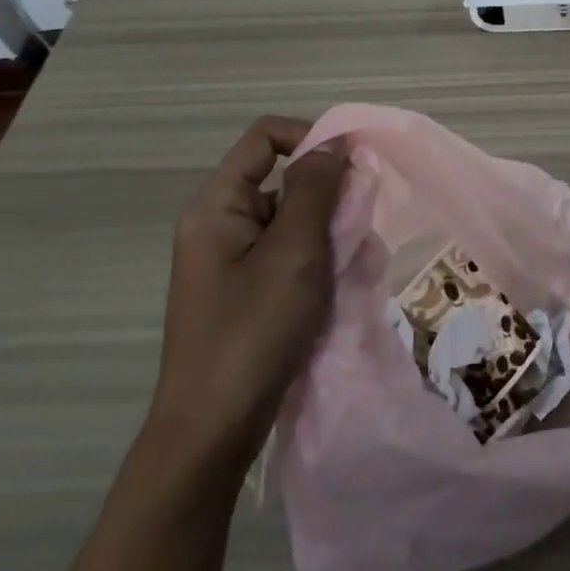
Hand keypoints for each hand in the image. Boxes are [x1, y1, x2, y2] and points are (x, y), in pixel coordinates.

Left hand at [147, 115, 348, 473]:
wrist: (211, 433)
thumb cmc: (253, 332)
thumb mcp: (293, 252)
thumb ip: (315, 188)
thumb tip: (333, 143)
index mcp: (218, 205)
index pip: (267, 137)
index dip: (312, 137)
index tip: (355, 166)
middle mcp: (221, 225)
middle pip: (284, 179)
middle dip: (330, 196)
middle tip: (358, 229)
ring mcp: (232, 261)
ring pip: (294, 220)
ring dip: (330, 234)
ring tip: (354, 267)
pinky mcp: (247, 292)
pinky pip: (290, 256)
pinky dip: (319, 263)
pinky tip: (340, 290)